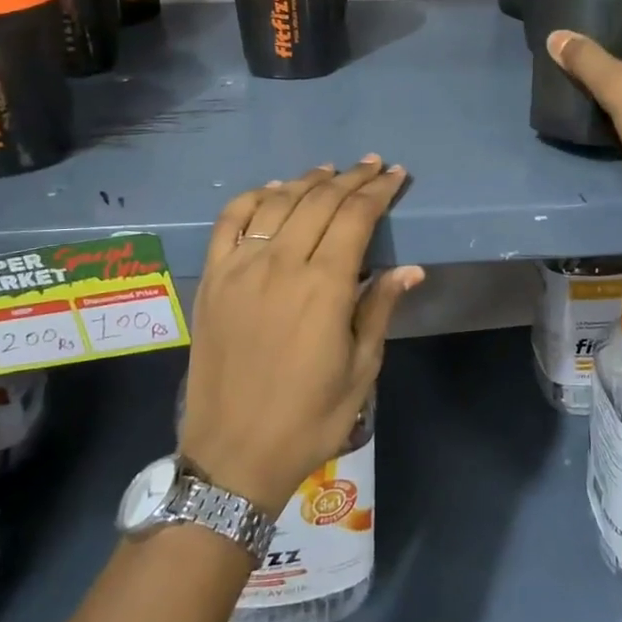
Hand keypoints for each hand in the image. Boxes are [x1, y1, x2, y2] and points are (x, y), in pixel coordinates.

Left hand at [181, 158, 422, 513]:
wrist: (233, 456)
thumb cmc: (309, 418)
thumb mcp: (360, 369)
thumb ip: (379, 308)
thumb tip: (409, 268)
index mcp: (324, 286)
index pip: (356, 217)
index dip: (379, 191)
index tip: (396, 176)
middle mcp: (281, 265)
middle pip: (319, 201)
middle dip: (351, 178)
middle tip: (373, 165)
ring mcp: (240, 268)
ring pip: (277, 203)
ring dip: (307, 180)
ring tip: (329, 170)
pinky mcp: (212, 279)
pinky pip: (229, 222)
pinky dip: (253, 198)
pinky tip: (271, 191)